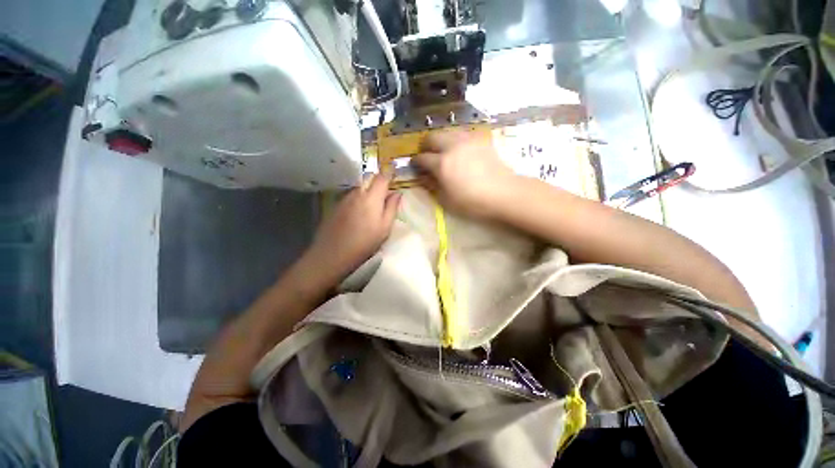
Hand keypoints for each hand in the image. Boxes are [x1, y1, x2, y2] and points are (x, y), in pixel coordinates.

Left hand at [304, 173, 401, 282]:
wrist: (332, 254)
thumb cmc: (364, 243)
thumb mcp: (384, 228)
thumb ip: (392, 208)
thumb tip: (398, 193)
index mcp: (371, 198)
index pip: (382, 177)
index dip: (389, 173)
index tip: (394, 172)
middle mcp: (357, 193)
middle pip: (369, 178)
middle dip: (379, 180)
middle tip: (386, 191)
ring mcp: (345, 198)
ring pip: (360, 186)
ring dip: (368, 189)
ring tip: (374, 203)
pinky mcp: (336, 205)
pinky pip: (352, 195)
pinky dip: (359, 197)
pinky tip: (360, 212)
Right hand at [412, 130, 518, 218]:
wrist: (503, 193)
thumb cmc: (473, 201)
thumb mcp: (447, 200)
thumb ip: (432, 186)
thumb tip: (423, 177)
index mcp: (442, 164)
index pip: (422, 158)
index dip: (416, 162)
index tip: (415, 165)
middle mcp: (452, 147)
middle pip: (432, 137)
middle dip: (425, 145)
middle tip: (426, 154)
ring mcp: (467, 140)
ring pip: (447, 131)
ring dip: (440, 139)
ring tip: (442, 150)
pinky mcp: (480, 139)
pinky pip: (462, 133)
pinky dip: (455, 139)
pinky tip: (458, 148)